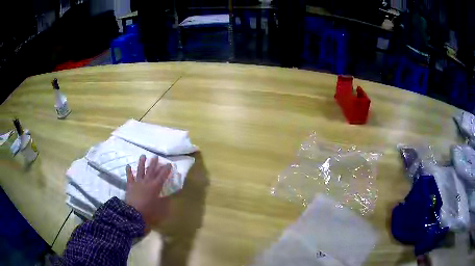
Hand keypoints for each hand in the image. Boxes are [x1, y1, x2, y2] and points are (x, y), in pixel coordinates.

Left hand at [125, 155, 171, 230]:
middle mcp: (147, 182)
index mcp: (156, 186)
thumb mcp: (161, 208)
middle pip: (151, 170)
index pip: (162, 176)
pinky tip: (128, 165)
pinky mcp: (130, 186)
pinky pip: (129, 177)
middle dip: (154, 163)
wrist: (133, 213)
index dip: (166, 169)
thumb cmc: (149, 211)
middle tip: (156, 156)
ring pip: (140, 170)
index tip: (169, 164)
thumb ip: (165, 201)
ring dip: (142, 163)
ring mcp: (137, 183)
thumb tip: (168, 196)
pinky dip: (129, 171)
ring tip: (143, 155)